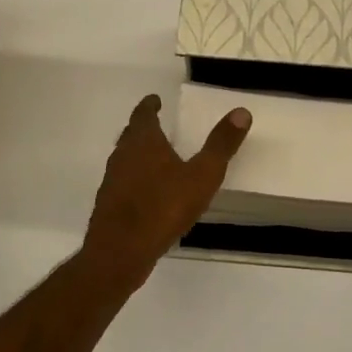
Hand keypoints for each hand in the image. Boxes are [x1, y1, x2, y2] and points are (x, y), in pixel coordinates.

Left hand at [81, 93, 250, 291]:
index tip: (155, 100)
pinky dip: (135, 180)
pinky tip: (149, 194)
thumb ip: (220, 145)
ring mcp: (112, 181)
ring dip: (138, 155)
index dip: (149, 105)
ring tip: (156, 158)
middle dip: (143, 128)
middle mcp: (123, 155)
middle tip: (157, 125)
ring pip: (125, 159)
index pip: (143, 114)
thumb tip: (241, 112)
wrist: (120, 251)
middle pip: (131, 135)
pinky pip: (124, 183)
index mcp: (143, 142)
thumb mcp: (202, 175)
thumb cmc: (163, 207)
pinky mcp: (109, 205)